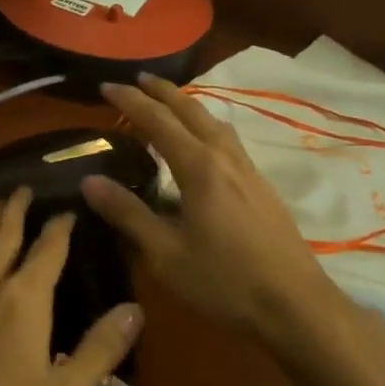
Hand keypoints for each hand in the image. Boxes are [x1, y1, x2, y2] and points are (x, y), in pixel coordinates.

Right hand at [83, 74, 343, 342]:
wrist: (295, 306)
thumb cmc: (224, 282)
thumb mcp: (165, 253)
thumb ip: (127, 214)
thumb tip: (89, 181)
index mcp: (199, 168)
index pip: (158, 122)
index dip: (130, 101)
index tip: (106, 86)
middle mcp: (226, 159)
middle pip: (192, 111)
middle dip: (163, 91)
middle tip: (138, 79)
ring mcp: (250, 171)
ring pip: (216, 124)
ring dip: (189, 106)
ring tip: (170, 105)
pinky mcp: (263, 188)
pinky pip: (228, 141)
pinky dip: (207, 128)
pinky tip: (205, 147)